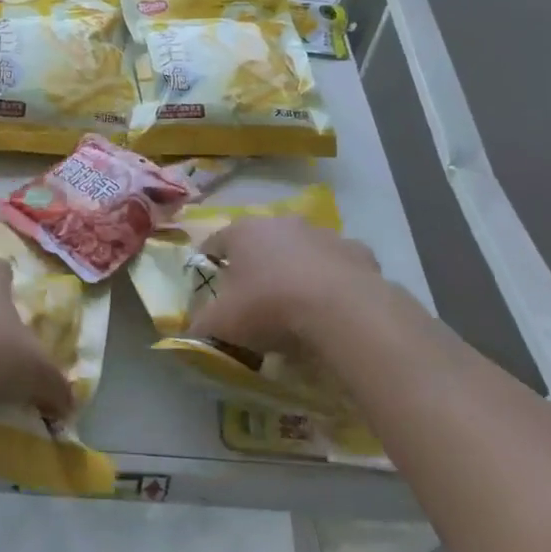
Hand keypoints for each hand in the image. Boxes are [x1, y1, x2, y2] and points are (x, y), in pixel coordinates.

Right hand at [191, 216, 402, 357]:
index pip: (216, 241)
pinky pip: (339, 266)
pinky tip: (333, 307)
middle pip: (261, 242)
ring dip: (297, 269)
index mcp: (243, 231)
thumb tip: (191, 328)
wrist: (343, 312)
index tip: (208, 285)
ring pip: (302, 250)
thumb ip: (200, 323)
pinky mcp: (359, 252)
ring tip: (297, 305)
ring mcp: (324, 234)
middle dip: (256, 265)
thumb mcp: (222, 323)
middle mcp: (282, 223)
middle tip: (254, 298)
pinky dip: (333, 281)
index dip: (209, 263)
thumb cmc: (270, 307)